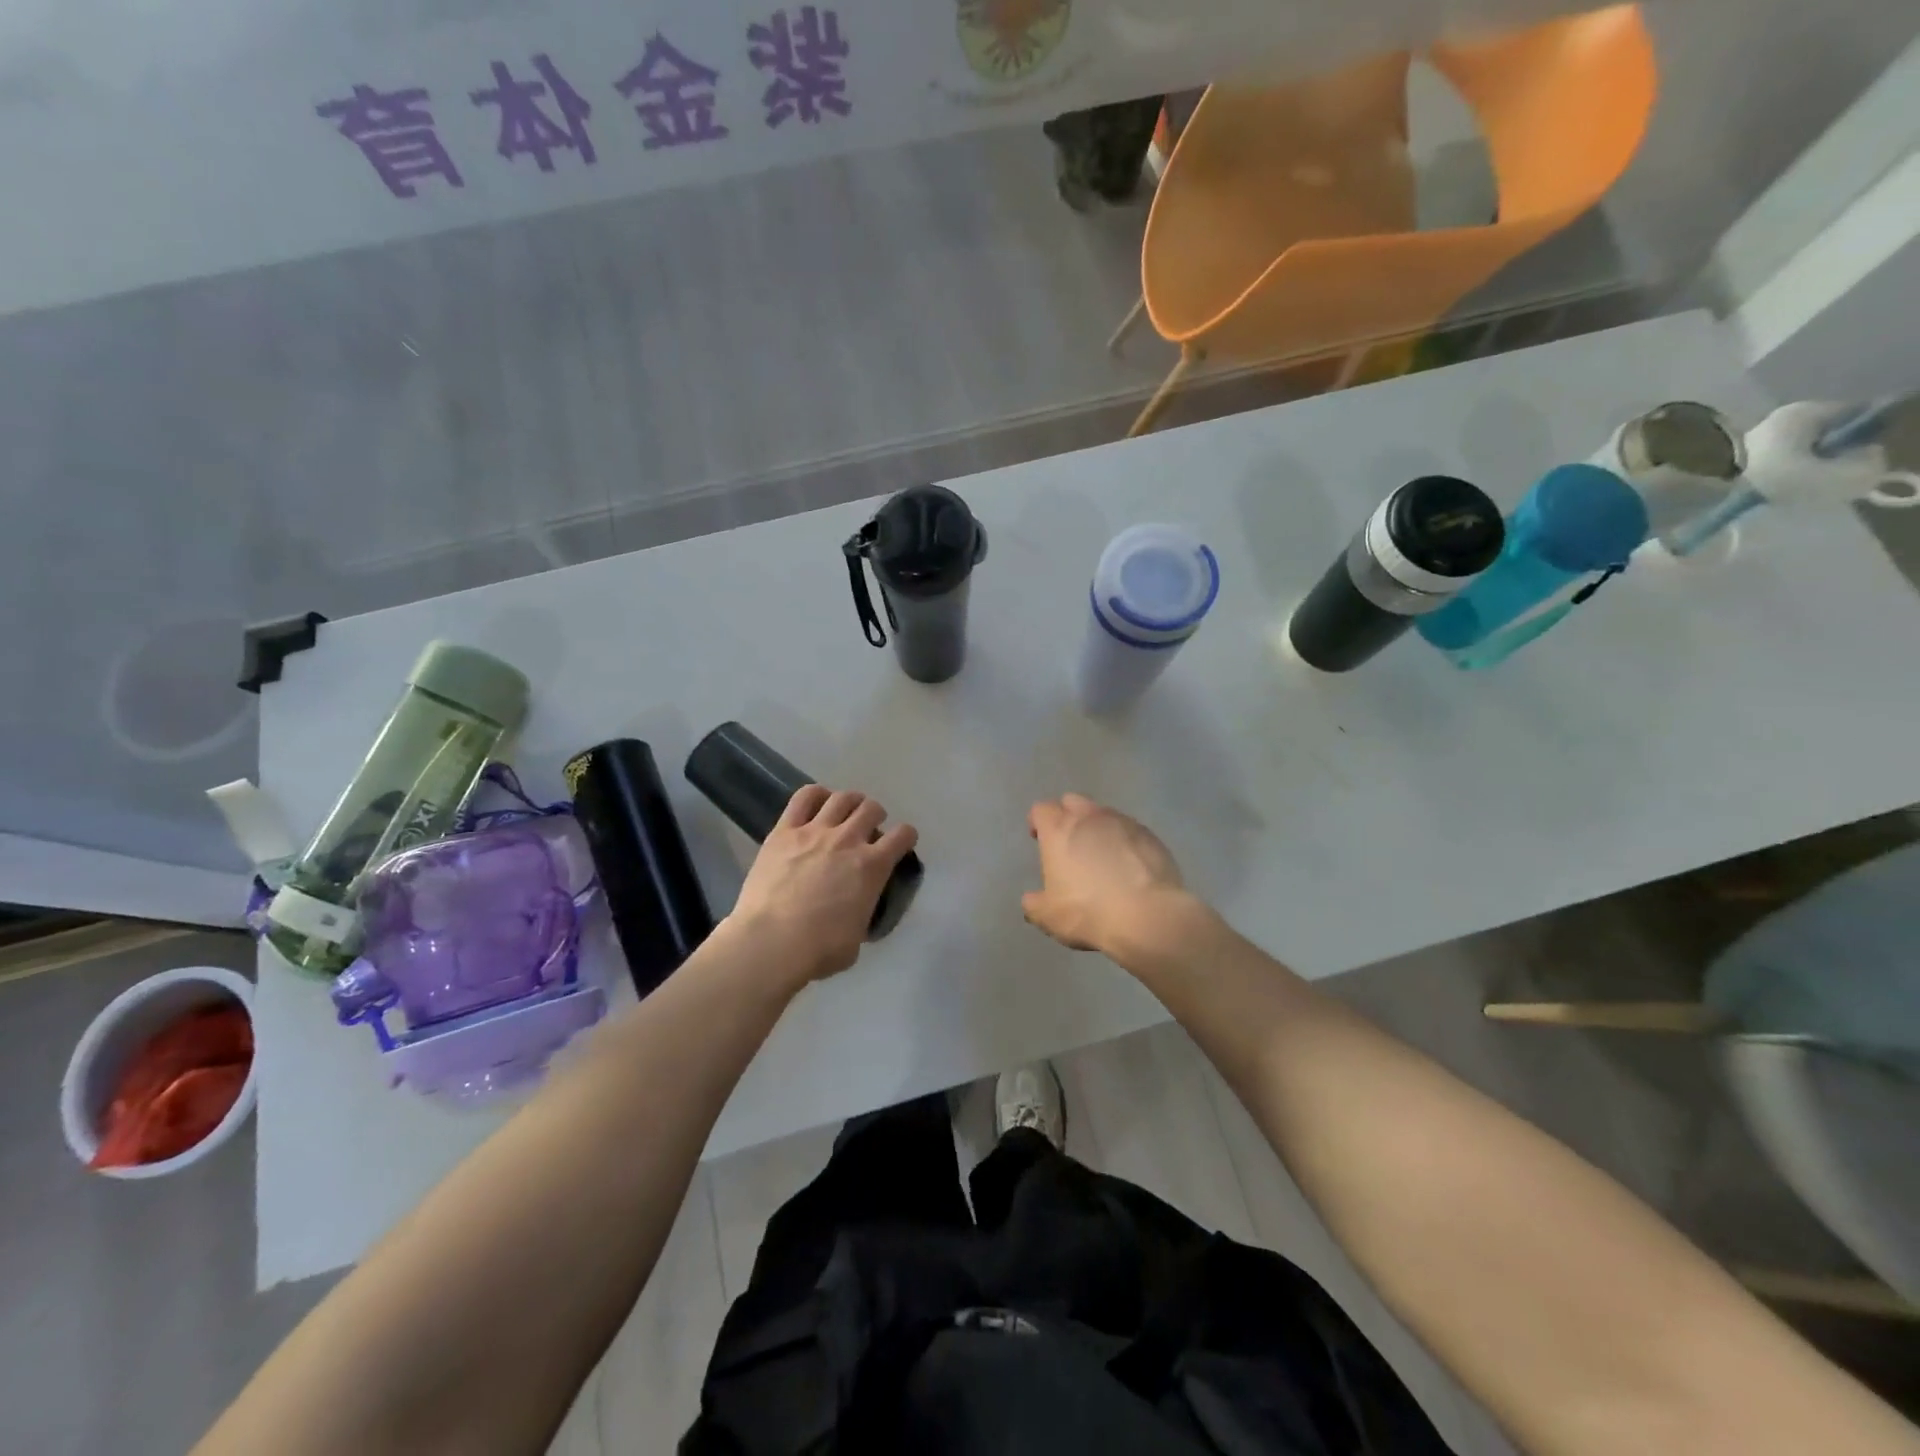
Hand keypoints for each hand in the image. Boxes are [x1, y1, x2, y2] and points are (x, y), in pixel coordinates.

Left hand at [726, 785, 917, 987]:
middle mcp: (849, 839)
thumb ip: (862, 914)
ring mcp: (815, 831)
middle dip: (875, 816)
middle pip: (872, 809)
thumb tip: (855, 913)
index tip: (901, 842)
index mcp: (873, 866)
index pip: (903, 836)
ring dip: (850, 801)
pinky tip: (818, 801)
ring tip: (846, 810)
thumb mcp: (856, 938)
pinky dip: (816, 794)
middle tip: (868, 828)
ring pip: (842, 798)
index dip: (906, 836)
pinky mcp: (784, 831)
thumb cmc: (819, 949)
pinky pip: (804, 798)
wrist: (771, 942)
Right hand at [1022, 793, 1191, 956]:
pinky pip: (1130, 830)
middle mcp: (1090, 818)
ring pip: (1104, 814)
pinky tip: (1128, 865)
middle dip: (1067, 816)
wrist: (1148, 916)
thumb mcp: (1048, 916)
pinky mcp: (1151, 836)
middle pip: (1072, 802)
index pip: (1041, 809)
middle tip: (1068, 842)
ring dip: (1097, 828)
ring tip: (1101, 854)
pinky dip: (1124, 841)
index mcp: (1059, 830)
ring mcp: (1124, 823)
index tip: (1037, 837)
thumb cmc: (1088, 912)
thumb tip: (1031, 899)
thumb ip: (1034, 904)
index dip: (1037, 821)